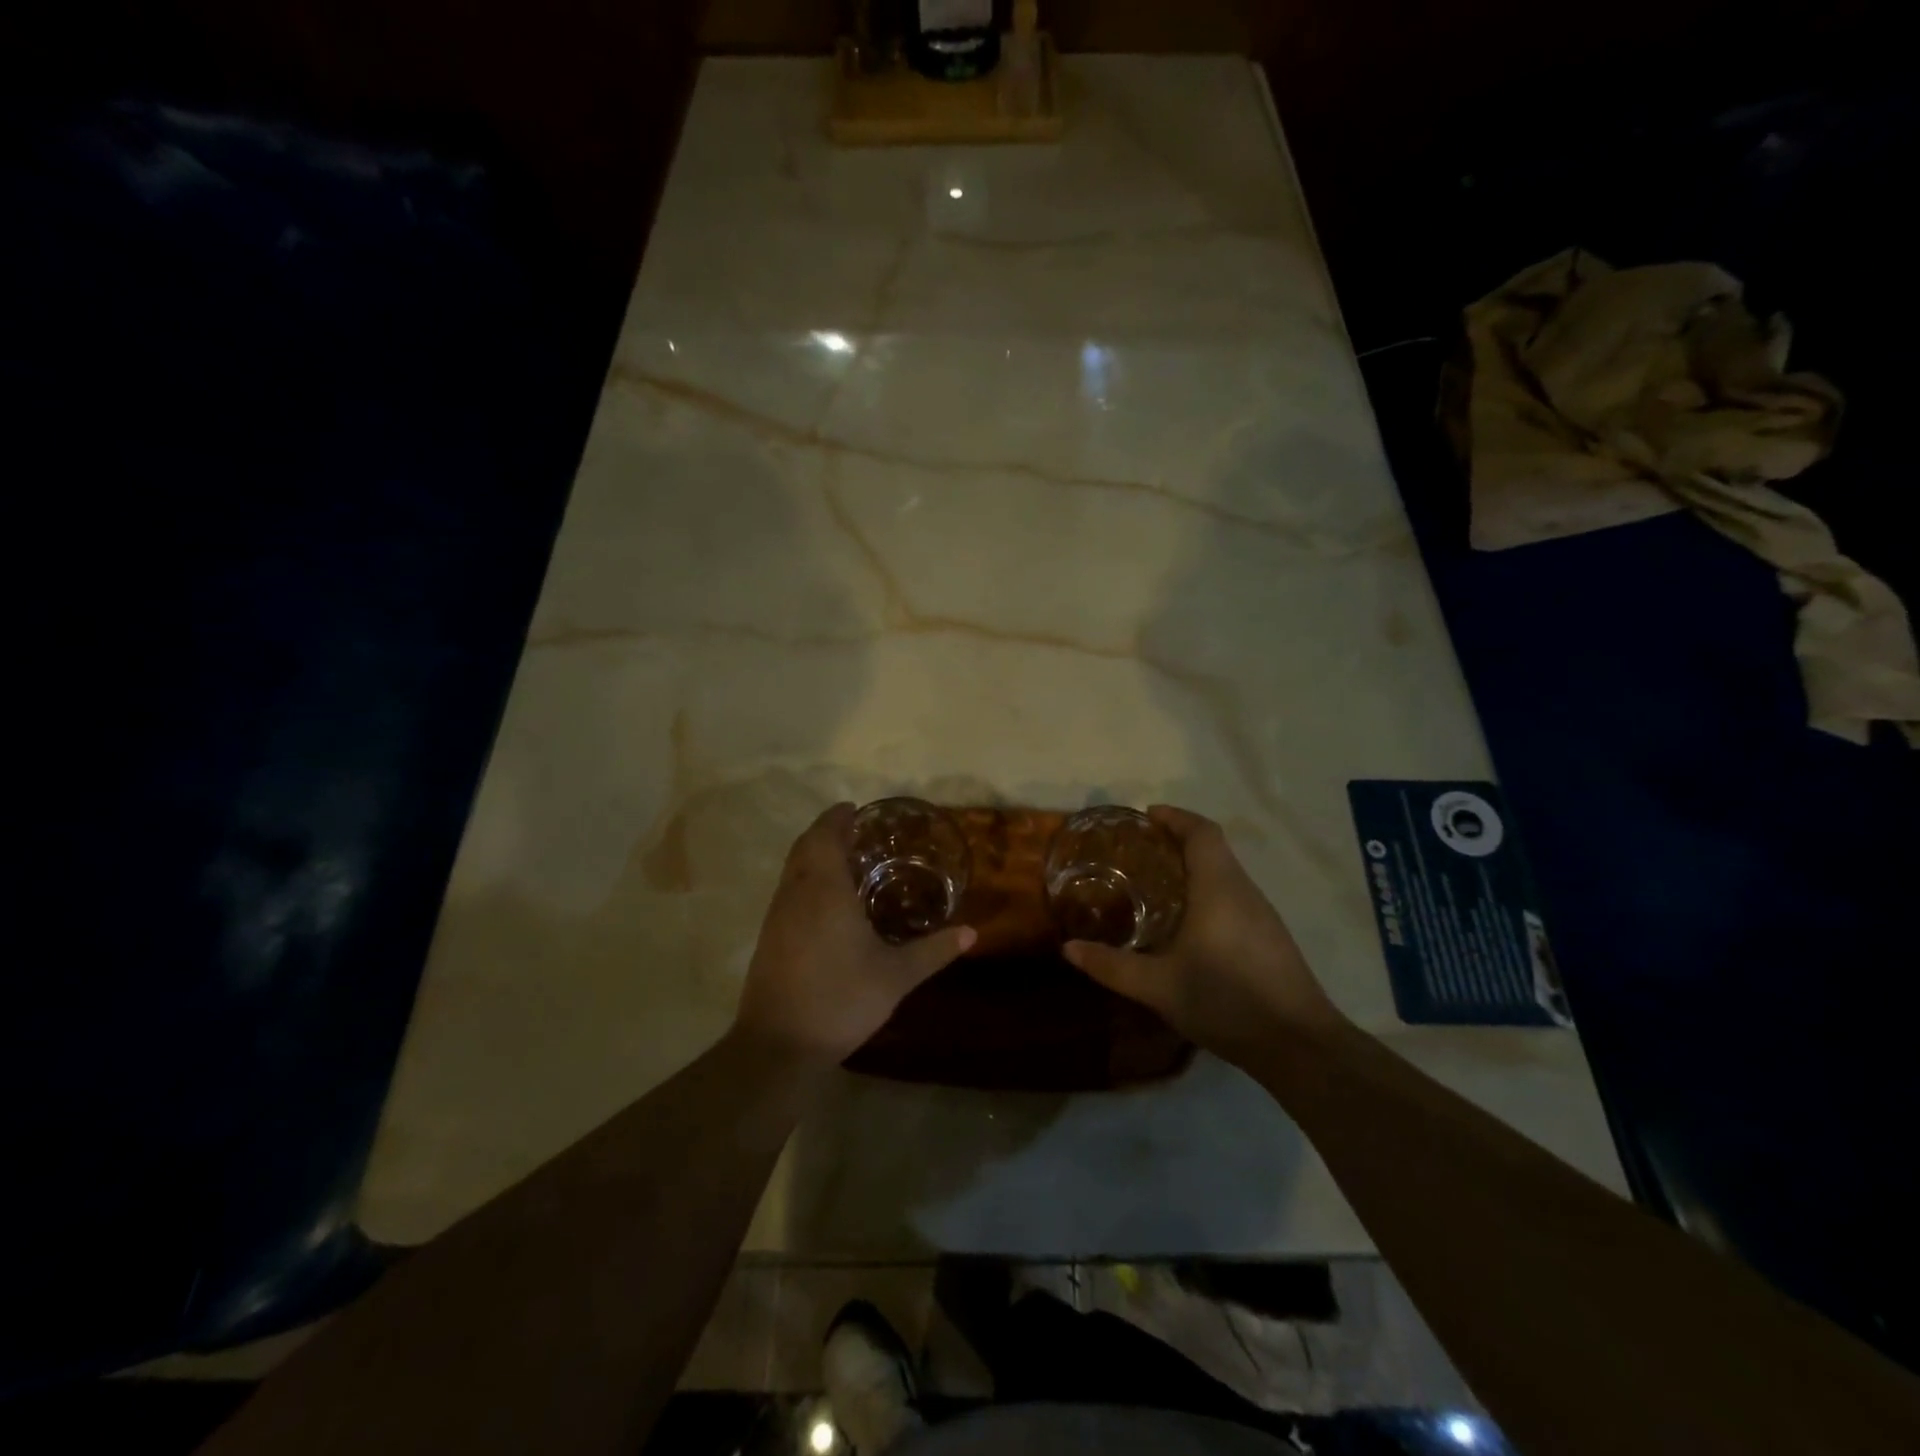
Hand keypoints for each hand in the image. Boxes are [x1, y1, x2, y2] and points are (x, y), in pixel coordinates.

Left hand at [734, 803, 975, 1066]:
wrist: (779, 1046)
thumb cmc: (841, 1000)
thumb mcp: (896, 977)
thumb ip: (933, 951)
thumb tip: (972, 933)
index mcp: (825, 890)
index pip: (825, 836)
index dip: (837, 818)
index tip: (854, 808)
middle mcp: (796, 893)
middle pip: (804, 846)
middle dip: (826, 831)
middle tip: (854, 830)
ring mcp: (776, 915)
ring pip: (792, 868)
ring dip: (813, 854)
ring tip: (843, 860)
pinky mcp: (768, 937)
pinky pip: (787, 890)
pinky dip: (805, 879)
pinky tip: (824, 901)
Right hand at [1063, 806, 1341, 1066]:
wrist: (1299, 1045)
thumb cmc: (1226, 1000)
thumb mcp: (1159, 987)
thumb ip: (1112, 966)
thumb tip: (1068, 949)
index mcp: (1219, 887)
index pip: (1201, 832)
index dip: (1175, 817)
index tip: (1146, 816)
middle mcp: (1244, 891)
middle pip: (1213, 848)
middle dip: (1177, 840)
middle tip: (1137, 851)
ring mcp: (1262, 915)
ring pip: (1225, 873)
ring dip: (1193, 867)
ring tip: (1155, 883)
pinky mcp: (1270, 938)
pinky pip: (1234, 896)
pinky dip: (1207, 891)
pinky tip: (1187, 923)